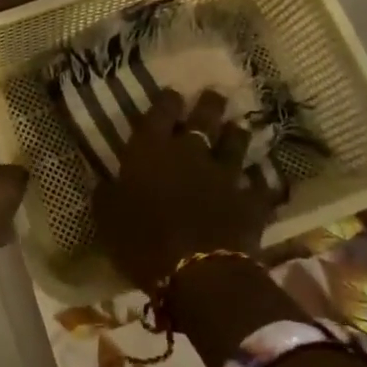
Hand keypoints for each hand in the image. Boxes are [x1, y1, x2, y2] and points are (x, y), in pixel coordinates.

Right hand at [92, 89, 277, 291]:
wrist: (199, 273)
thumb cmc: (142, 242)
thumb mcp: (108, 218)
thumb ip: (107, 195)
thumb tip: (104, 183)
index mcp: (150, 151)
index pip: (159, 113)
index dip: (166, 101)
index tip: (172, 93)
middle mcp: (190, 154)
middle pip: (203, 119)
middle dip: (209, 105)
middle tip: (214, 95)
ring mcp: (224, 176)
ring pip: (235, 145)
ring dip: (236, 135)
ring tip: (238, 127)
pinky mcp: (250, 203)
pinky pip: (259, 186)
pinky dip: (259, 181)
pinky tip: (261, 178)